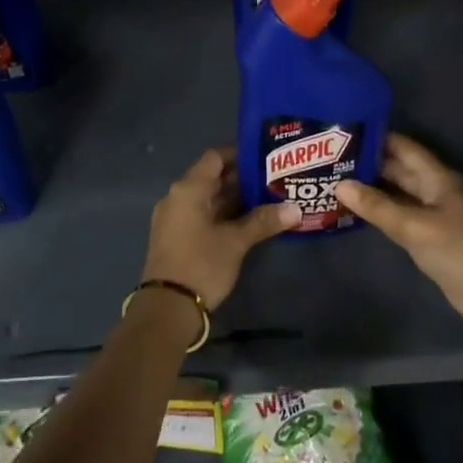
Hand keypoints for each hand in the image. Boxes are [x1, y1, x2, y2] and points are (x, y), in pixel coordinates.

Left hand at [140, 148, 298, 312]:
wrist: (167, 308)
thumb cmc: (201, 264)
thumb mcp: (236, 242)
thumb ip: (263, 221)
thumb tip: (295, 209)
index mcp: (188, 189)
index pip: (215, 157)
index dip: (240, 154)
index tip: (266, 156)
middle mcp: (177, 197)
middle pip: (212, 177)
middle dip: (242, 179)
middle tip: (274, 178)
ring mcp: (175, 218)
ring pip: (208, 198)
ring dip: (234, 199)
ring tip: (268, 198)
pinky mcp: (176, 237)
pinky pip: (202, 215)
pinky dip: (223, 214)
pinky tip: (249, 221)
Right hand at [334, 133, 462, 334]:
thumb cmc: (459, 251)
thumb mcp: (414, 227)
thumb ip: (377, 207)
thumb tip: (339, 185)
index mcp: (438, 178)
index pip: (404, 148)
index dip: (377, 138)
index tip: (343, 133)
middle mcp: (436, 190)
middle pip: (399, 170)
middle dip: (368, 164)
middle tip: (330, 160)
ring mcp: (434, 214)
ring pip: (398, 194)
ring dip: (372, 189)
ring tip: (335, 182)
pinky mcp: (431, 237)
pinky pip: (401, 216)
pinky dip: (380, 212)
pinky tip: (355, 212)